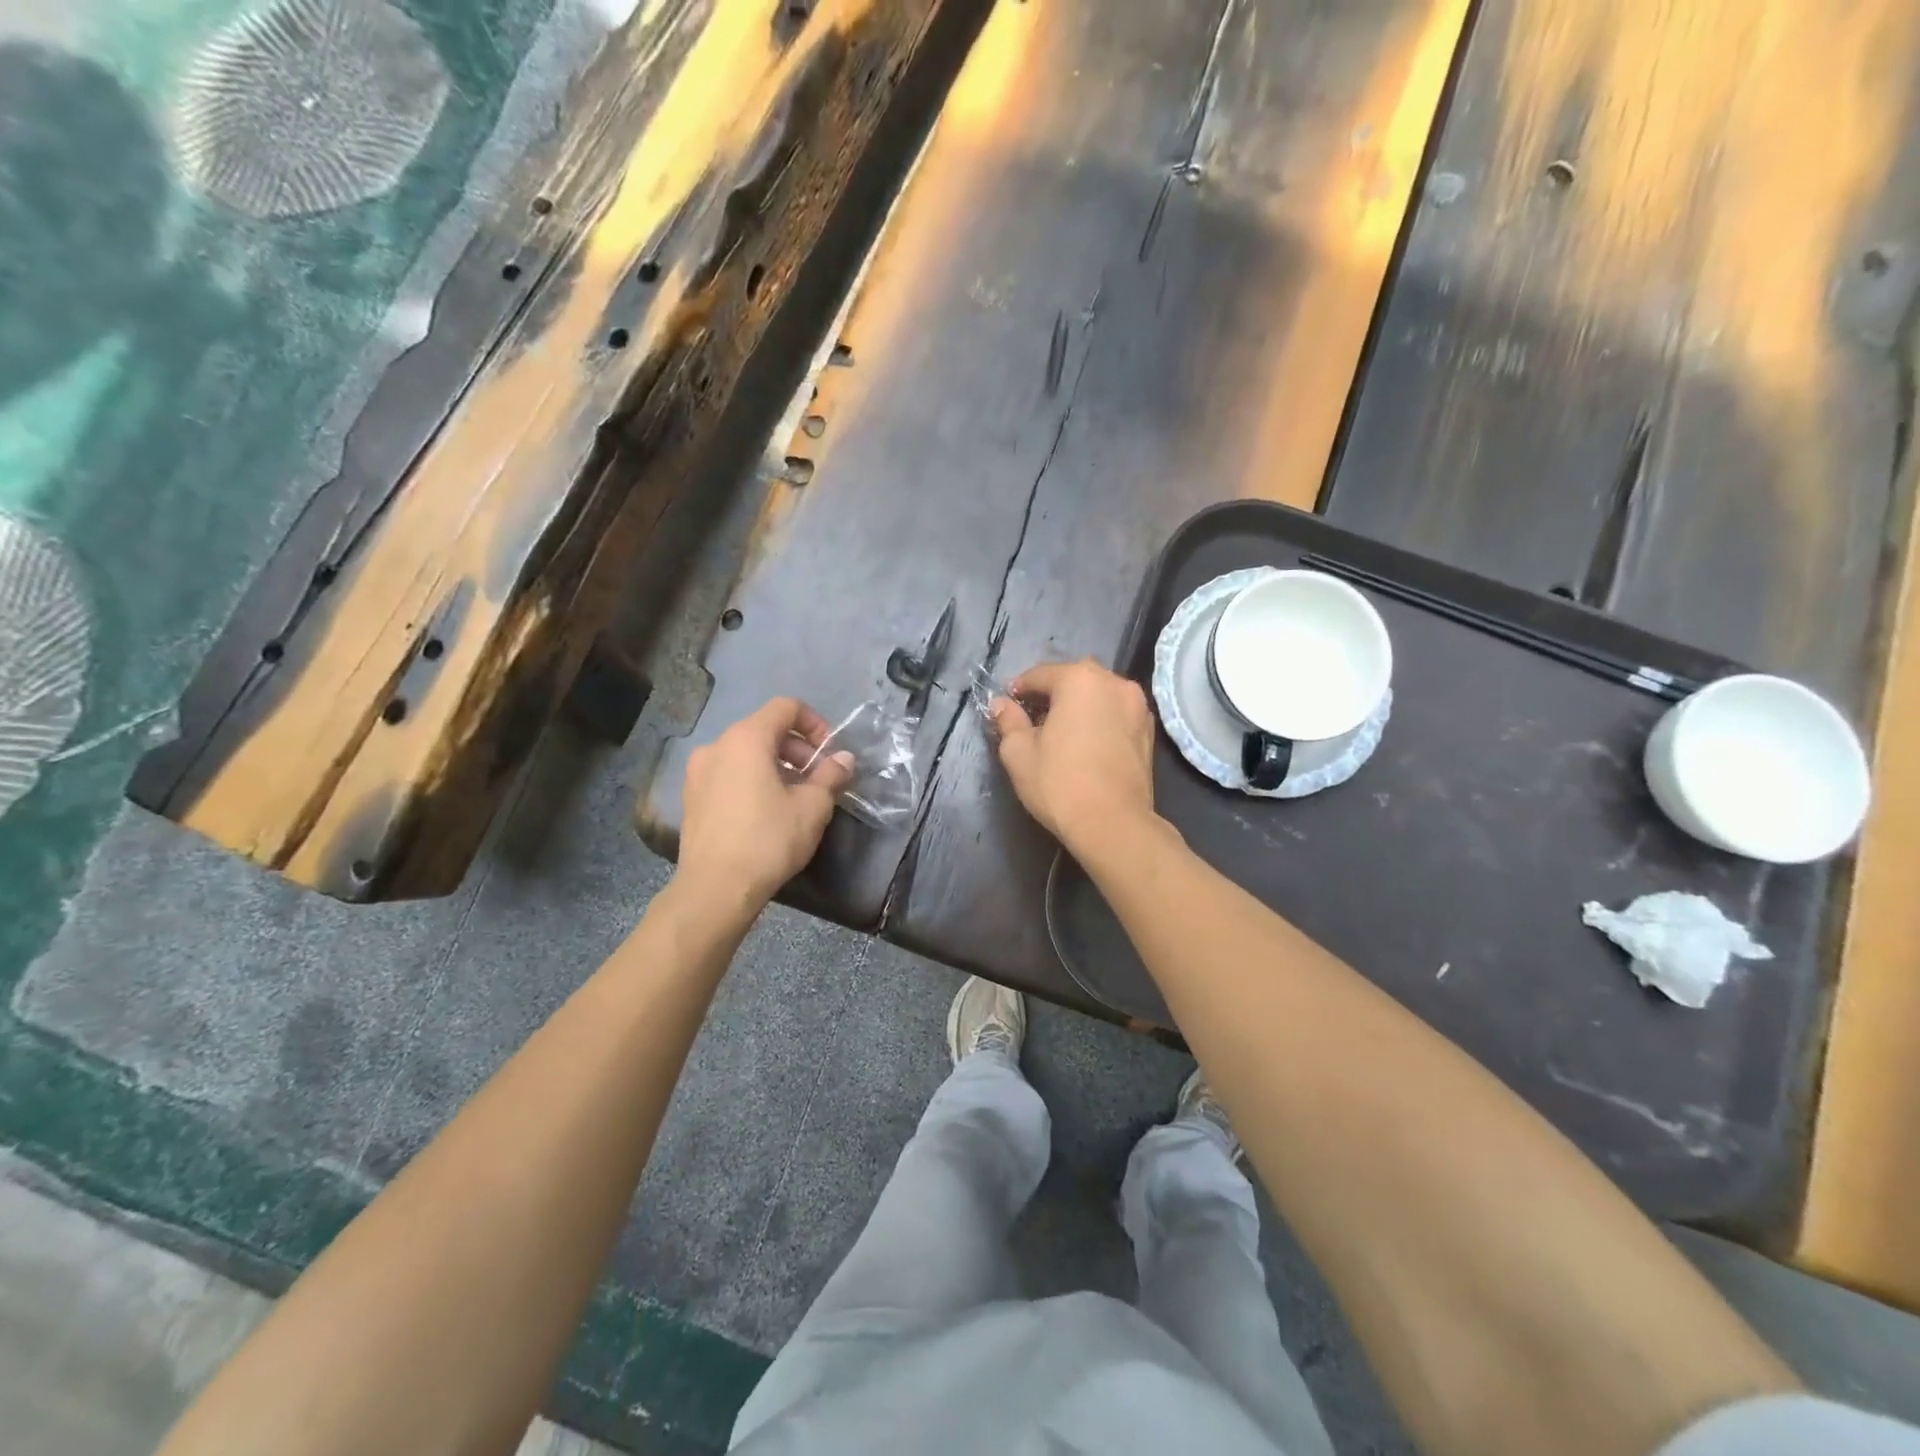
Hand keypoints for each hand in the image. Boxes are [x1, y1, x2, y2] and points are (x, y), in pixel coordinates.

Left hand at [679, 698, 853, 903]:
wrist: (715, 888)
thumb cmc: (768, 840)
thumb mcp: (812, 807)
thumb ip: (831, 775)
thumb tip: (844, 759)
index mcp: (746, 738)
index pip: (786, 707)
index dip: (815, 724)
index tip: (830, 754)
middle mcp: (717, 745)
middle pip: (765, 729)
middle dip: (797, 749)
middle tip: (818, 780)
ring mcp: (698, 772)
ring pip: (746, 753)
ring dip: (776, 766)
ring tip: (795, 798)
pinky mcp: (691, 797)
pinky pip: (729, 773)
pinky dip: (752, 780)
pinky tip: (766, 812)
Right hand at [990, 660, 1158, 854]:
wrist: (1113, 825)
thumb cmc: (1059, 783)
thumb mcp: (1018, 752)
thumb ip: (1008, 721)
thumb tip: (1001, 704)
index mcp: (1080, 679)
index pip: (1040, 674)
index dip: (1019, 689)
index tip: (1007, 707)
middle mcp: (1114, 683)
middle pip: (1074, 679)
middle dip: (1052, 694)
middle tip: (1033, 719)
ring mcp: (1138, 706)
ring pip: (1098, 696)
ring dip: (1079, 706)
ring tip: (1061, 732)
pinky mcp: (1149, 731)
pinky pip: (1116, 714)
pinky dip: (1099, 720)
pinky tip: (1087, 744)